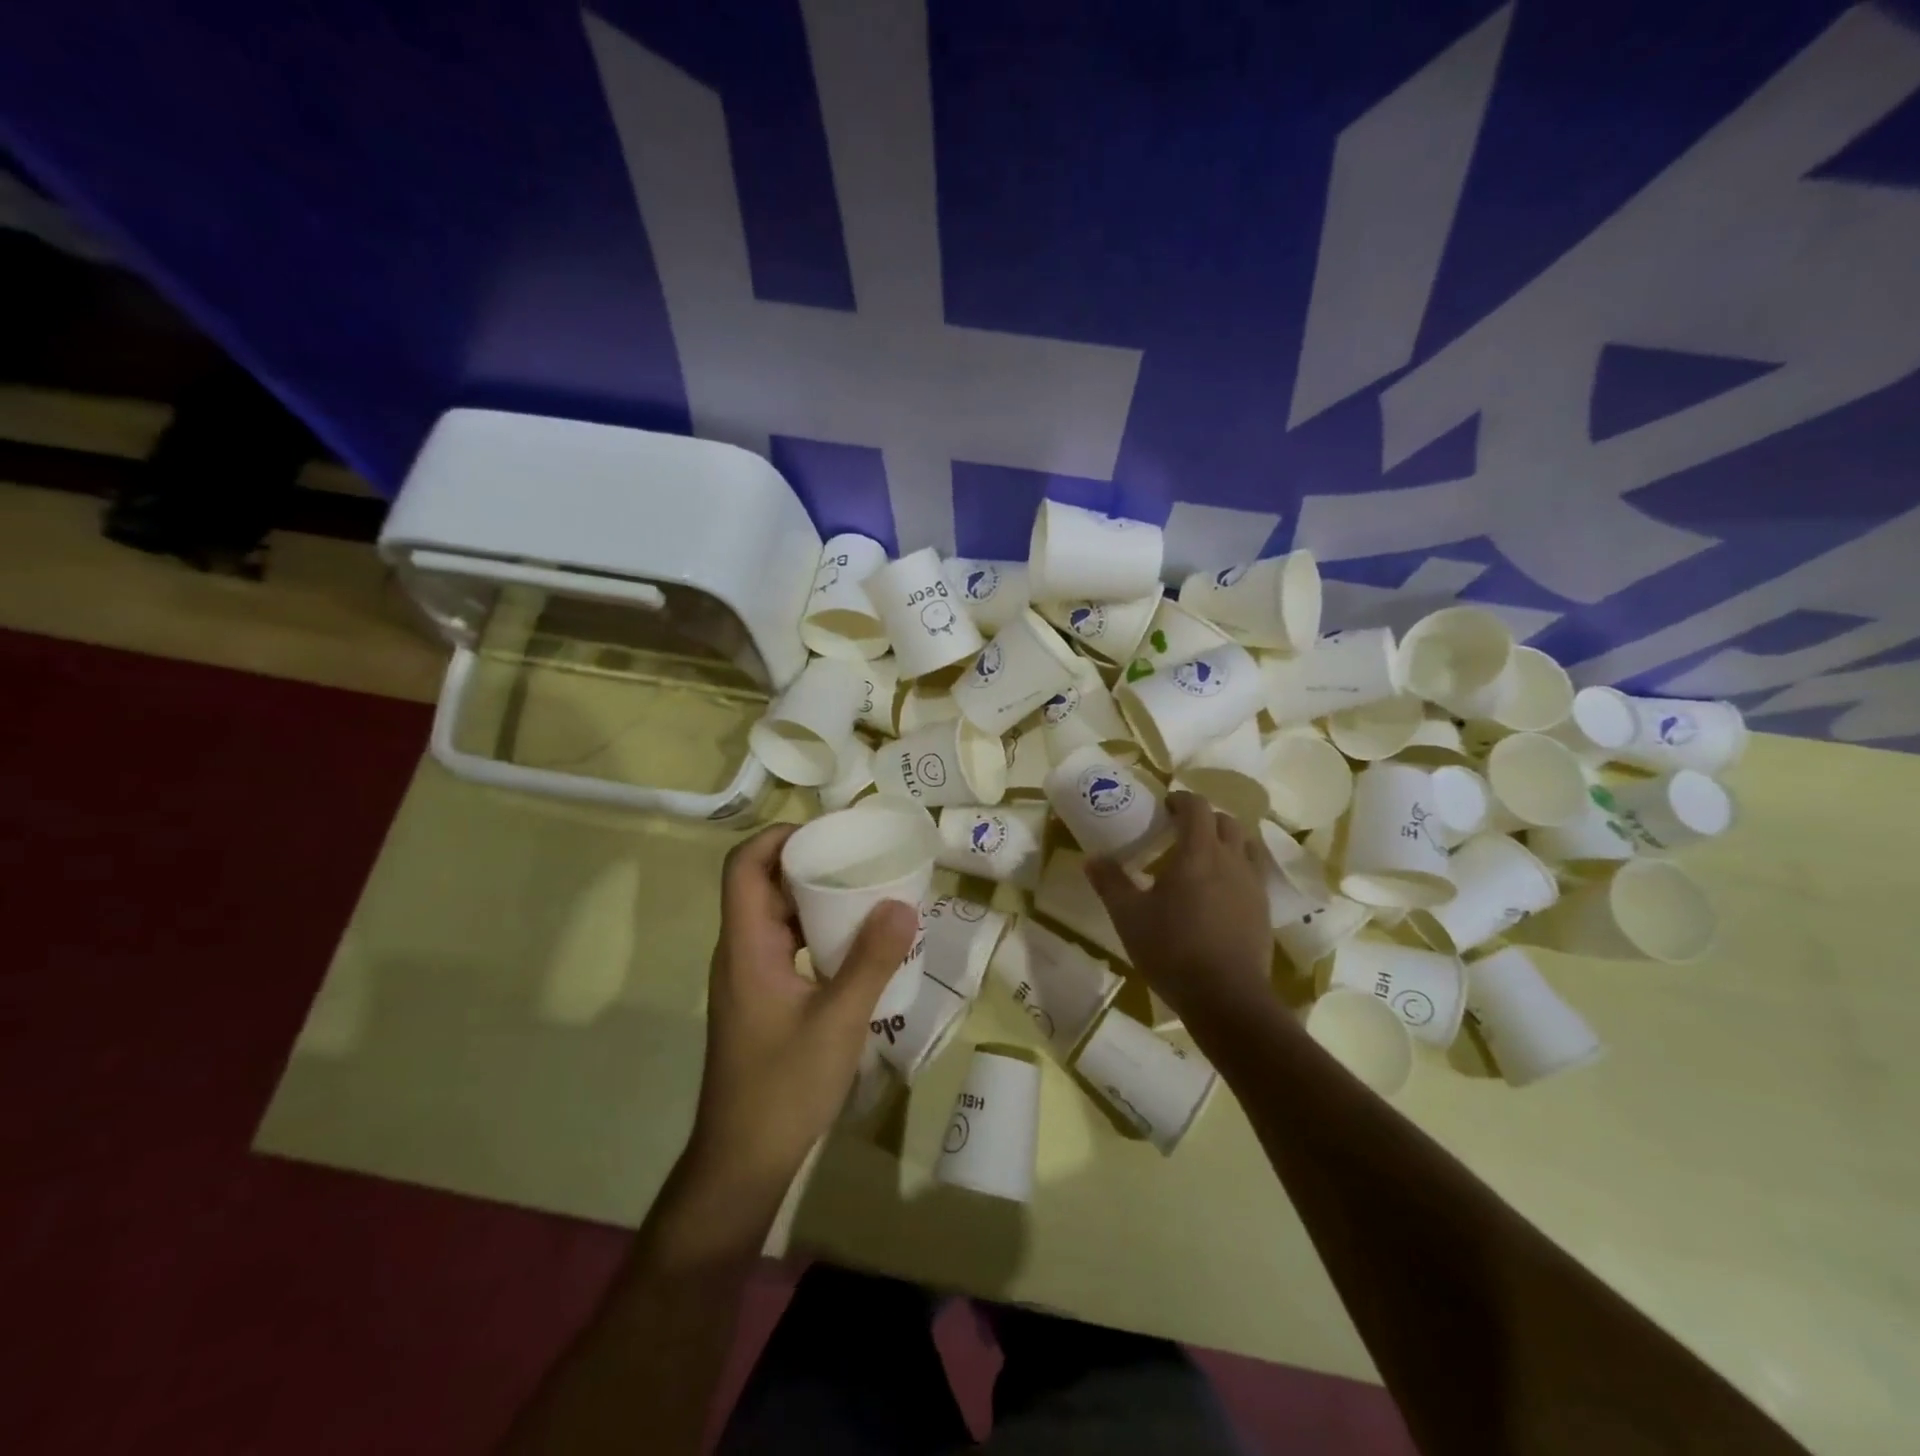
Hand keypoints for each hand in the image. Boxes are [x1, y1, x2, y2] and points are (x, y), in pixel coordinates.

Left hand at [688, 824, 919, 1201]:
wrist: (743, 1162)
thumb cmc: (783, 1088)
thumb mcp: (838, 1022)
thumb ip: (871, 961)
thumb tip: (902, 903)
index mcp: (746, 947)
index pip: (743, 867)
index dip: (778, 837)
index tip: (828, 833)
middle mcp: (741, 953)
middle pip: (763, 885)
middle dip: (808, 863)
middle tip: (861, 857)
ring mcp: (750, 977)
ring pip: (777, 916)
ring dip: (816, 898)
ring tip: (867, 891)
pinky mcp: (764, 999)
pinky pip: (788, 945)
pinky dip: (818, 932)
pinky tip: (857, 944)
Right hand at [1085, 791, 1274, 1032]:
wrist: (1226, 998)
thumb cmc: (1172, 949)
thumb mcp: (1129, 916)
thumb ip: (1110, 883)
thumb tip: (1092, 859)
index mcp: (1198, 853)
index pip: (1197, 807)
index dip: (1181, 800)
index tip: (1164, 806)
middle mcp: (1231, 860)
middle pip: (1226, 821)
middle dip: (1204, 819)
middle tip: (1179, 832)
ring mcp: (1252, 885)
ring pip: (1244, 846)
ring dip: (1224, 842)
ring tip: (1201, 860)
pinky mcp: (1263, 910)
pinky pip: (1252, 874)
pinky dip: (1236, 869)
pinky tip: (1218, 893)